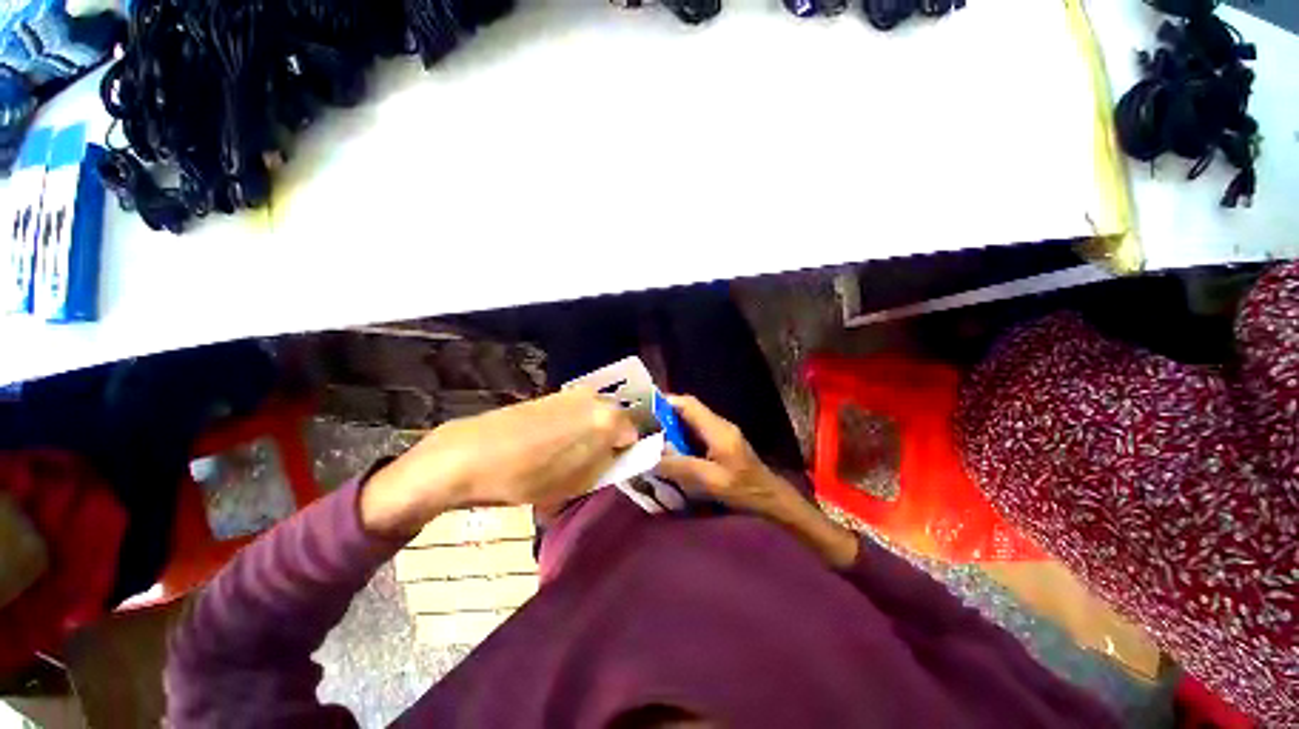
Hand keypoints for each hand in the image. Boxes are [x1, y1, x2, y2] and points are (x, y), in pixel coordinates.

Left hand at [361, 388, 638, 538]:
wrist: (471, 454)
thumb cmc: (529, 477)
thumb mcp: (578, 483)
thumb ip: (609, 465)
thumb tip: (619, 453)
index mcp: (608, 419)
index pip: (638, 431)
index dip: (631, 451)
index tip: (619, 466)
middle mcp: (595, 399)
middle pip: (618, 419)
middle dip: (613, 440)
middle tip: (596, 464)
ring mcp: (572, 394)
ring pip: (597, 415)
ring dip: (593, 433)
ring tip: (571, 456)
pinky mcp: (552, 395)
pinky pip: (577, 411)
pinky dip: (576, 427)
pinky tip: (553, 444)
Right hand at [652, 395, 798, 518]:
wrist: (770, 498)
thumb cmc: (742, 489)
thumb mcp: (709, 481)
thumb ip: (680, 467)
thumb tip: (650, 457)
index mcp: (717, 429)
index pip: (688, 404)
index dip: (666, 402)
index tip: (645, 409)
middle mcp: (718, 424)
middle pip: (688, 410)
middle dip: (665, 415)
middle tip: (645, 426)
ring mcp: (721, 432)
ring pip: (691, 421)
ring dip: (672, 426)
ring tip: (653, 438)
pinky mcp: (721, 442)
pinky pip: (696, 432)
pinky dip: (681, 436)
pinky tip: (671, 450)